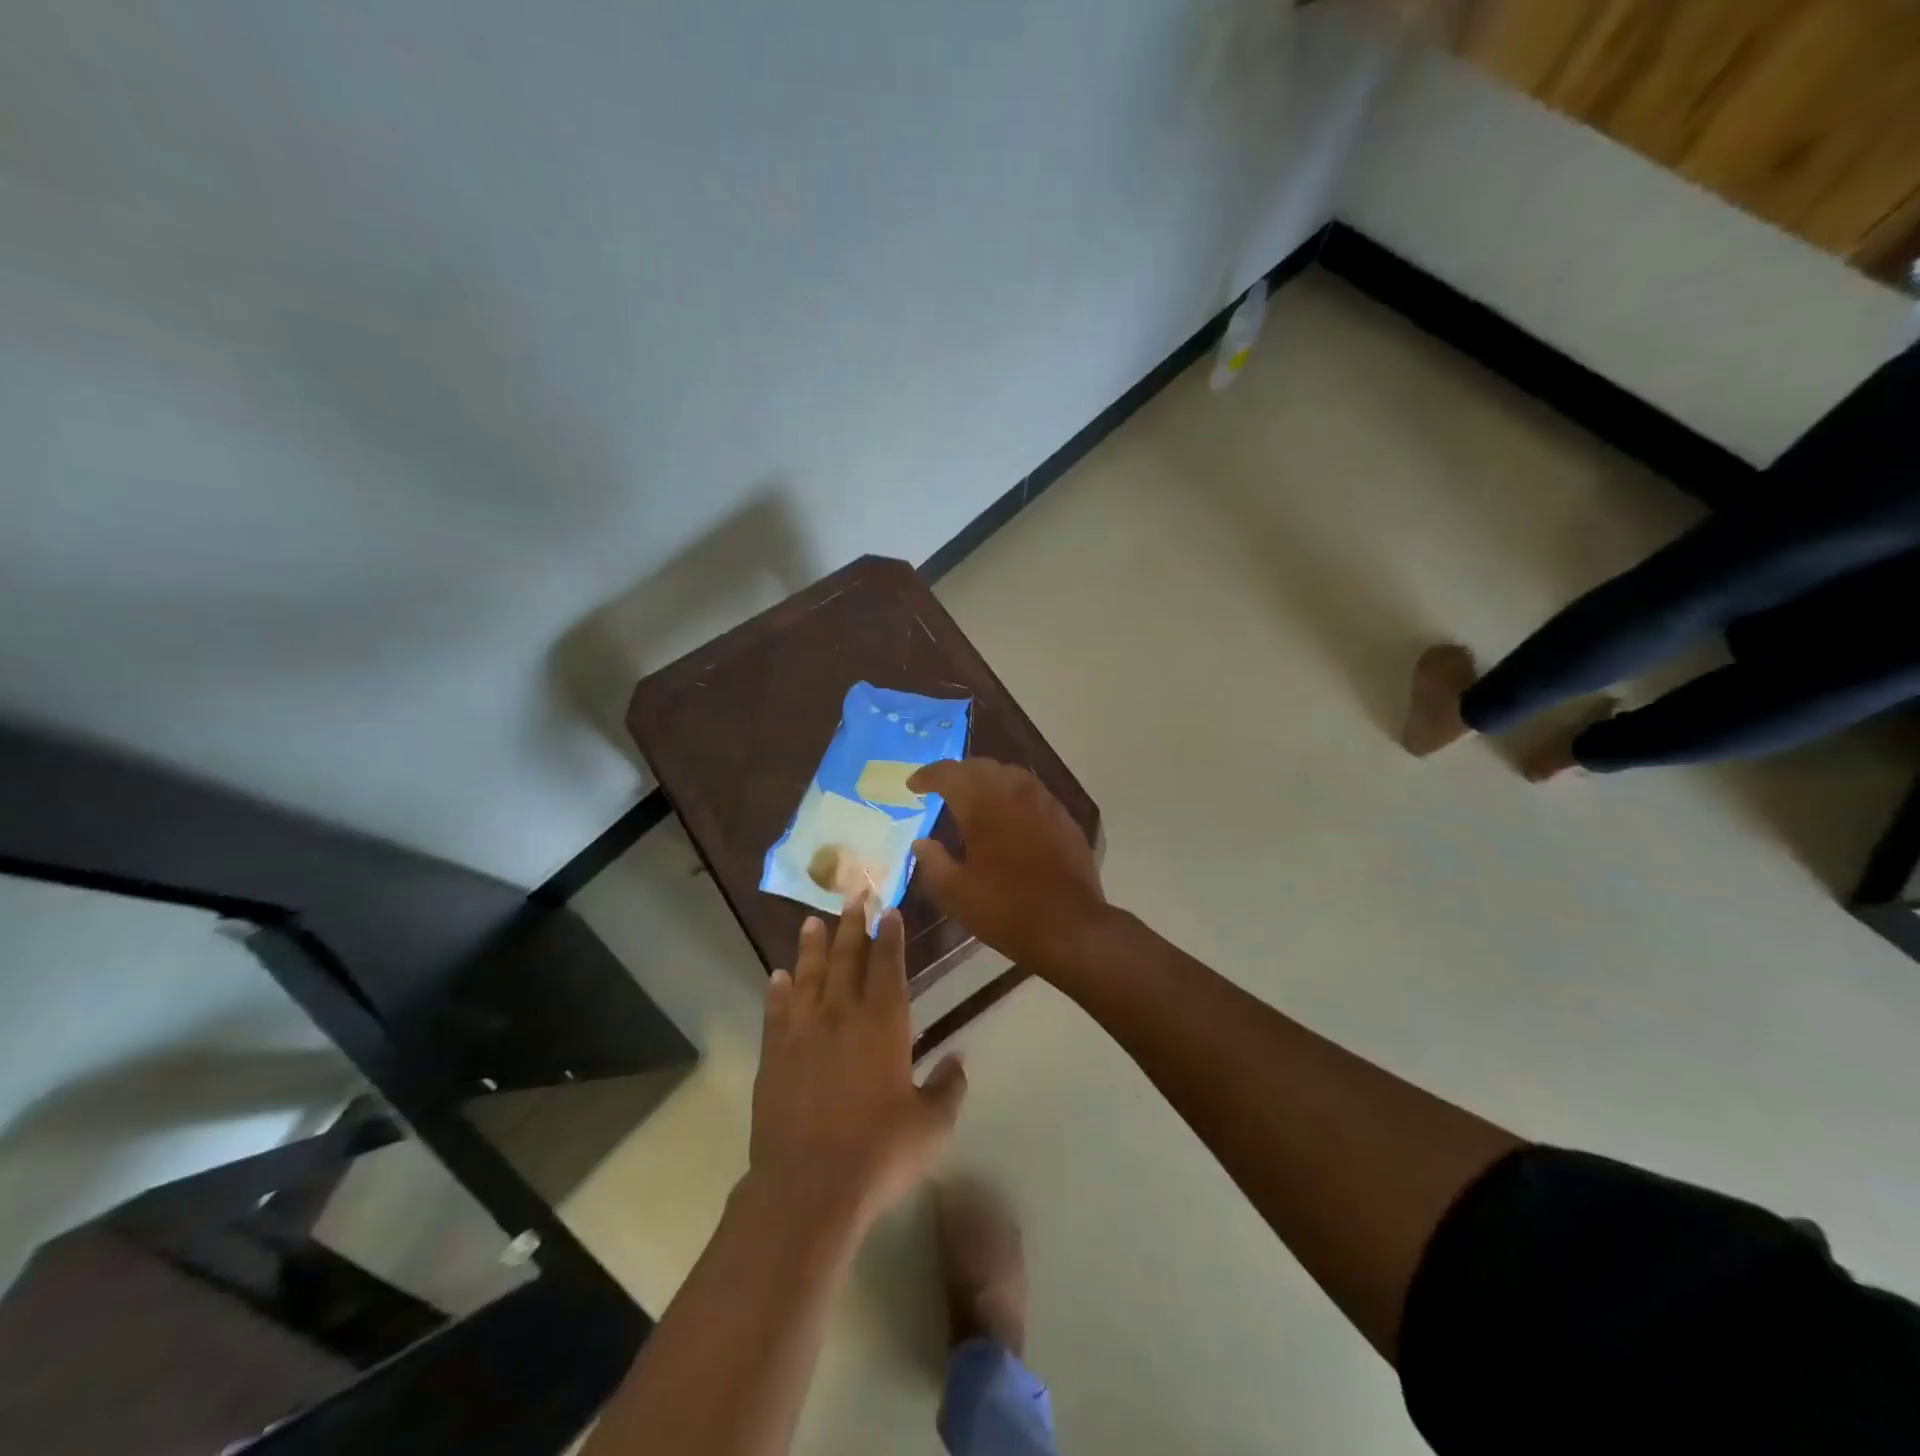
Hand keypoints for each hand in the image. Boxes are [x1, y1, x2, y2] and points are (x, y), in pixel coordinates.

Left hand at [749, 901, 967, 1229]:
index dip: (890, 936)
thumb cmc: (879, 1153)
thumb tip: (960, 1060)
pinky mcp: (774, 1056)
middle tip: (853, 896)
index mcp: (884, 1024)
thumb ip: (948, 1087)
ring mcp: (803, 1033)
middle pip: (847, 959)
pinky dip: (778, 991)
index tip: (889, 910)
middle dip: (852, 926)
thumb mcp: (931, 1126)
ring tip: (812, 922)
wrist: (808, 1187)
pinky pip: (776, 1012)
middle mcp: (842, 1016)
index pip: (889, 966)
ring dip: (812, 947)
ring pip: (809, 976)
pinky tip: (777, 976)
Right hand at [907, 758, 1109, 972]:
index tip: (913, 785)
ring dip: (986, 780)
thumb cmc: (1006, 909)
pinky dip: (1011, 795)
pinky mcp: (1063, 817)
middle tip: (940, 788)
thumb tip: (920, 843)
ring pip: (1009, 774)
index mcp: (983, 804)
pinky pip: (1031, 792)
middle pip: (980, 766)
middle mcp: (1014, 791)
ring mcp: (1044, 801)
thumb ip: (933, 862)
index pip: (949, 773)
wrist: (1070, 926)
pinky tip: (1008, 816)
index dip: (927, 775)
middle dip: (957, 773)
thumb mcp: (956, 893)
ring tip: (972, 798)